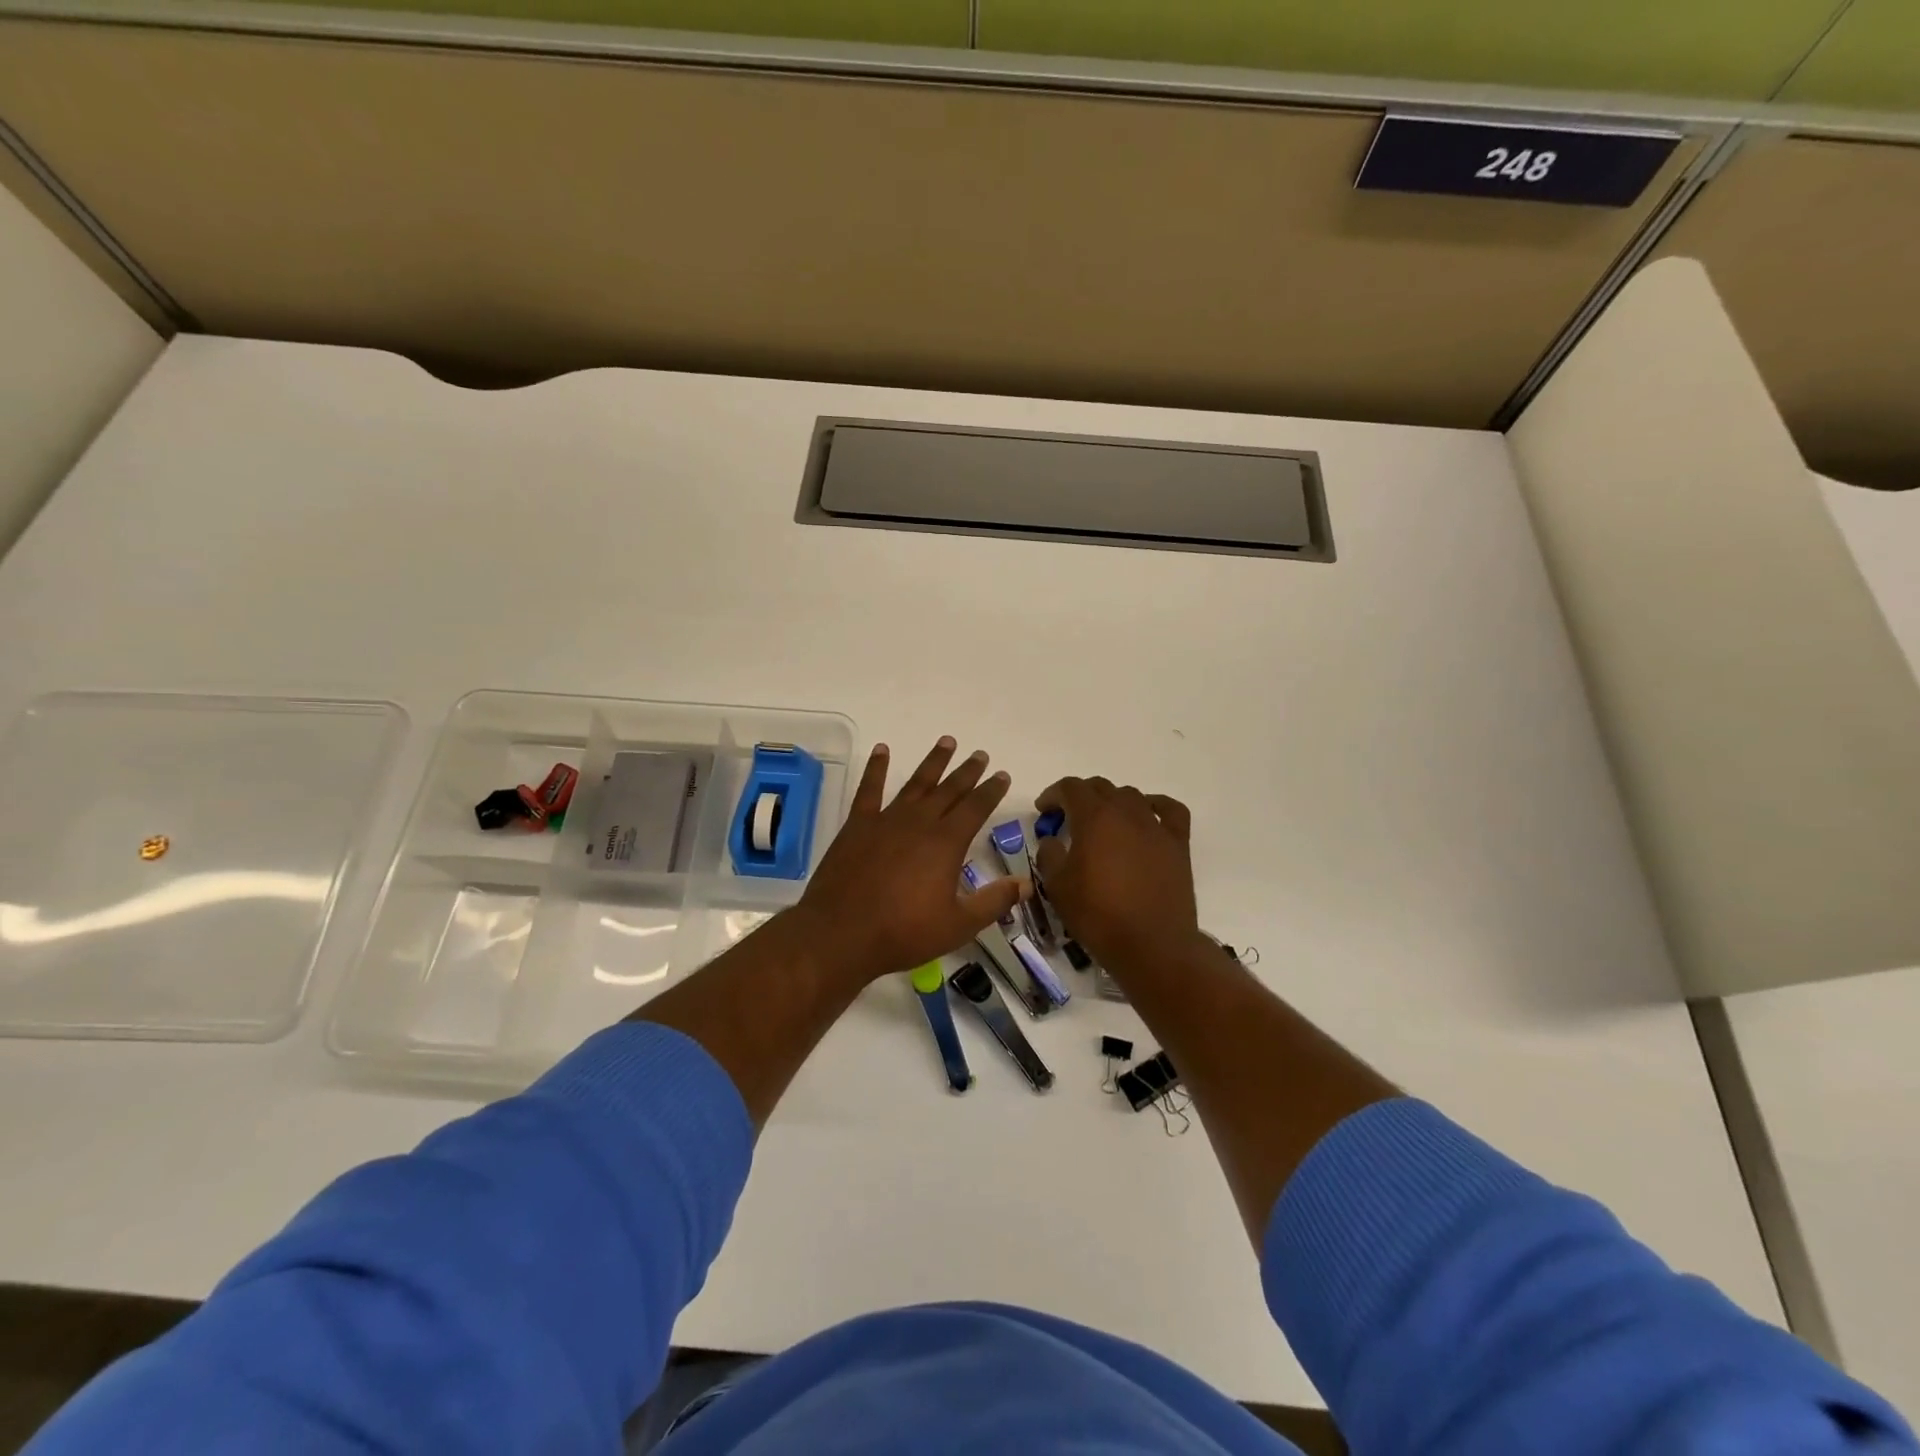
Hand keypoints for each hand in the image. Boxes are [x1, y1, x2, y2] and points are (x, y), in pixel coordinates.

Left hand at [793, 738, 1024, 984]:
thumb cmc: (904, 932)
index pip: (976, 807)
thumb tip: (1026, 884)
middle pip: (949, 790)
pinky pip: (870, 789)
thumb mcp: (958, 925)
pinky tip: (882, 750)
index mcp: (946, 843)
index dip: (991, 790)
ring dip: (934, 762)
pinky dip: (876, 768)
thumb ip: (994, 902)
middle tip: (980, 754)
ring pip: (916, 783)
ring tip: (947, 741)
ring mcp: (886, 820)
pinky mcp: (858, 825)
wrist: (842, 933)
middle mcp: (919, 822)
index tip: (1002, 775)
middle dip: (968, 771)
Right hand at [1034, 777, 1203, 974]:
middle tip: (1067, 819)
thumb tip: (1053, 839)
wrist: (1152, 945)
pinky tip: (1147, 816)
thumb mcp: (1057, 886)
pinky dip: (1155, 805)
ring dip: (1112, 802)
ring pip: (1131, 795)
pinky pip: (1170, 810)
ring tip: (1103, 823)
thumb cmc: (1098, 915)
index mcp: (1094, 817)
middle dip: (1079, 796)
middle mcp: (1126, 812)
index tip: (1044, 811)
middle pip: (1100, 787)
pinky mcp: (1178, 843)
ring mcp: (1156, 826)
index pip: (1070, 787)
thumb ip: (1049, 854)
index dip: (1053, 794)